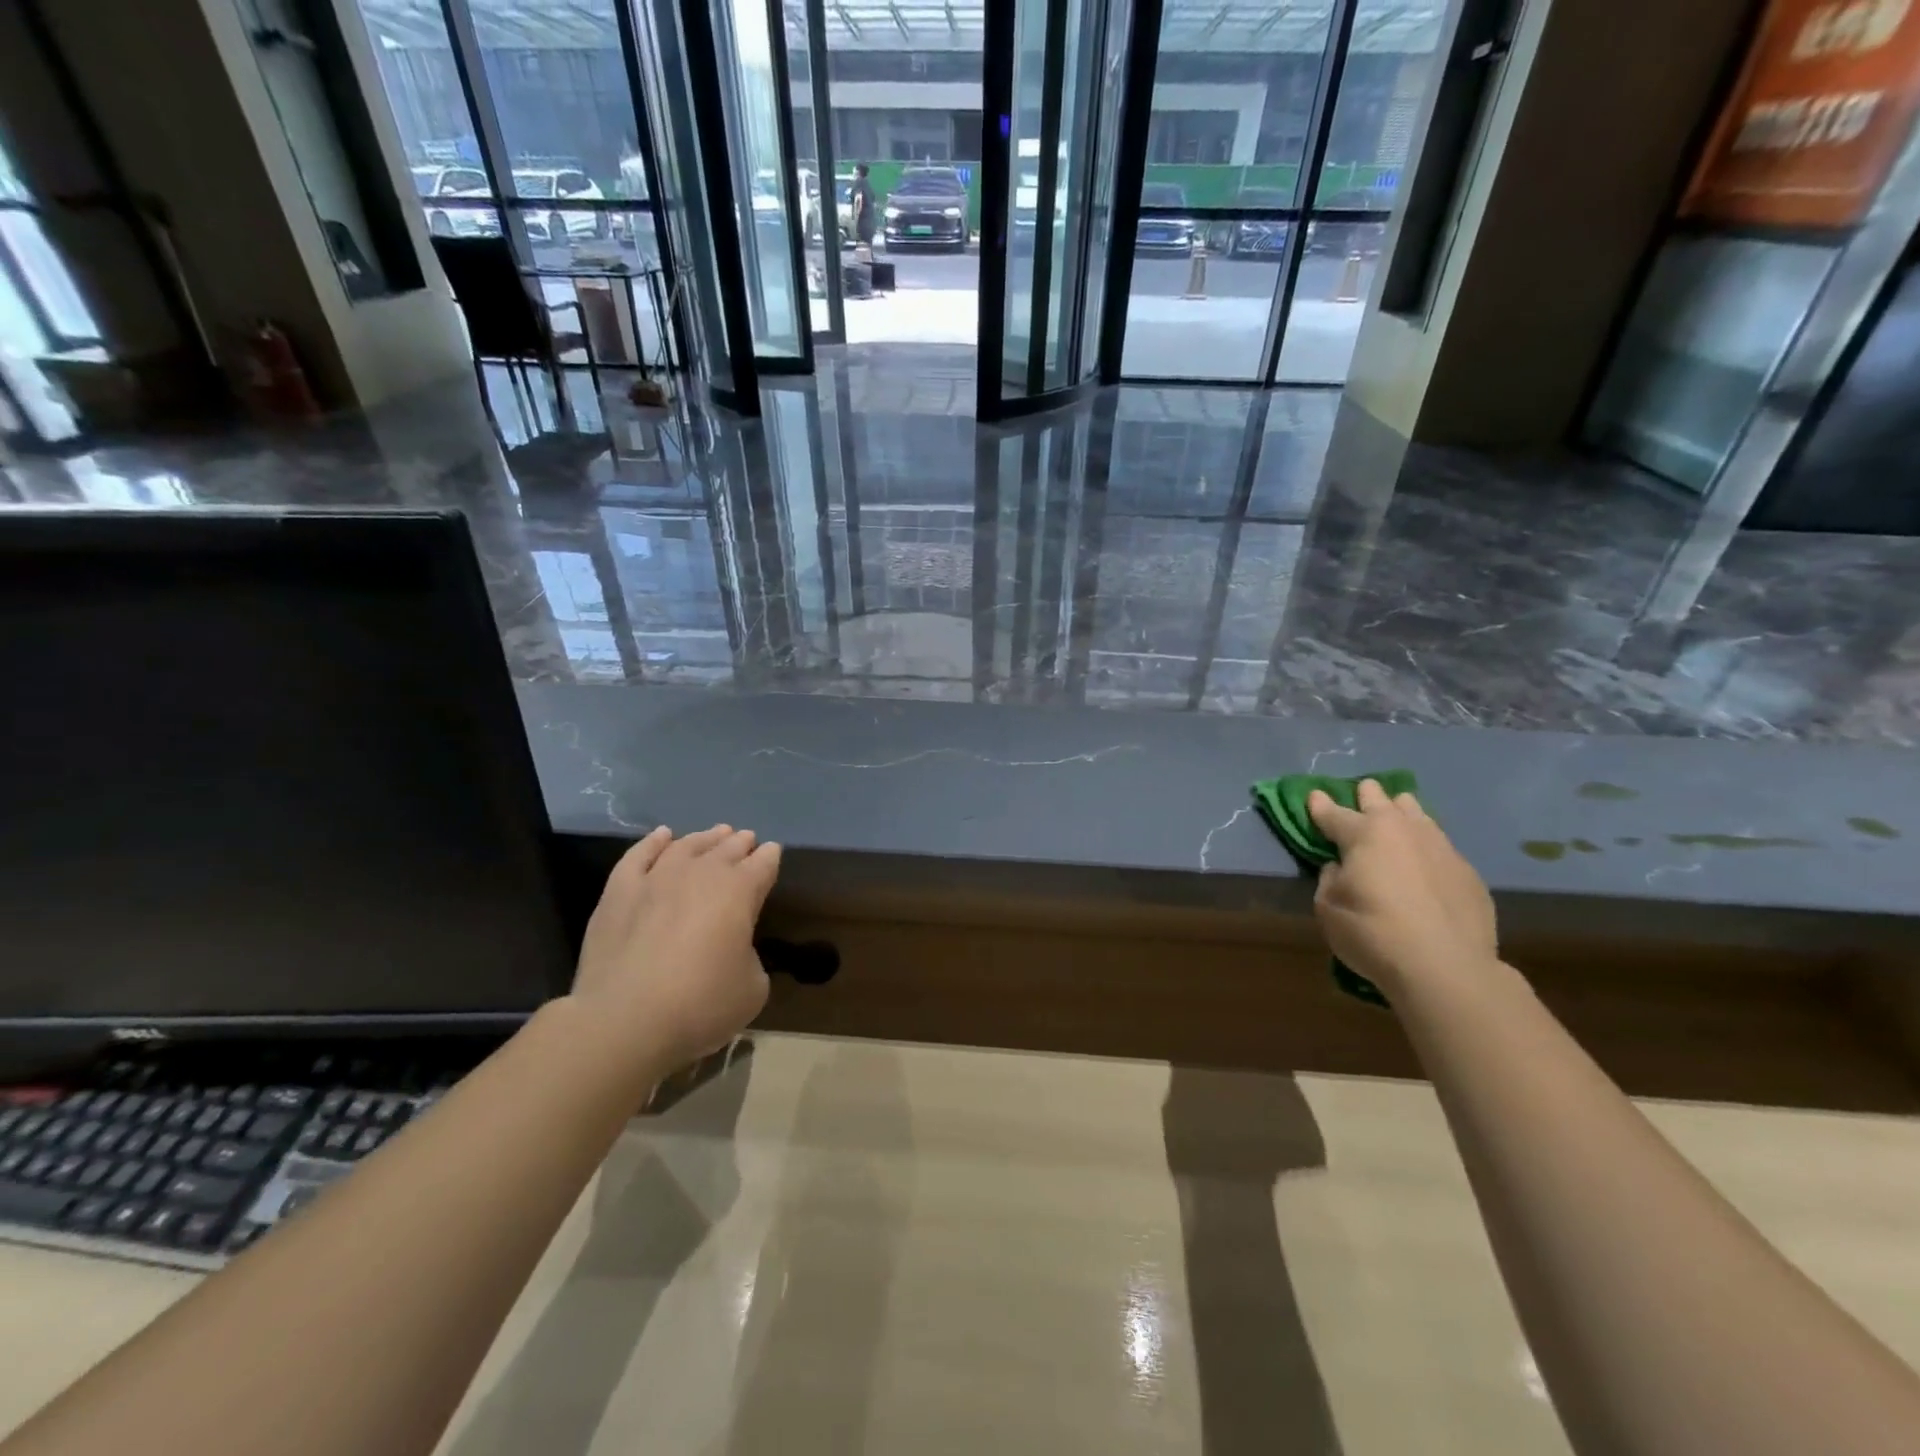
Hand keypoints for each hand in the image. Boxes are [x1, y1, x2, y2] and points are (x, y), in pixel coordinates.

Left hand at [570, 824, 781, 1071]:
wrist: (624, 1020)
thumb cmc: (700, 1004)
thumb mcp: (752, 989)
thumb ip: (750, 957)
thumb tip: (733, 949)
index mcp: (740, 892)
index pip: (762, 864)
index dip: (770, 857)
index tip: (773, 851)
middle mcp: (701, 874)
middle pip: (727, 849)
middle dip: (740, 843)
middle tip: (747, 838)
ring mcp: (657, 878)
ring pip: (687, 845)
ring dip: (706, 838)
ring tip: (716, 833)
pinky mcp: (619, 891)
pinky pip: (640, 855)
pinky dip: (654, 842)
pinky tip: (662, 835)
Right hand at [1307, 780, 1497, 995]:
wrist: (1446, 967)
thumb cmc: (1372, 933)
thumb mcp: (1328, 908)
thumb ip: (1330, 879)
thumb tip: (1341, 867)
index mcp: (1363, 834)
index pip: (1334, 813)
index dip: (1320, 805)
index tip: (1314, 795)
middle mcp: (1403, 830)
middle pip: (1382, 800)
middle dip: (1367, 795)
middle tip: (1363, 792)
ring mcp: (1441, 848)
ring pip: (1419, 815)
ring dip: (1403, 812)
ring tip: (1399, 814)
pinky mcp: (1468, 872)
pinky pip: (1441, 847)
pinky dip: (1427, 847)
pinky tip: (1427, 860)